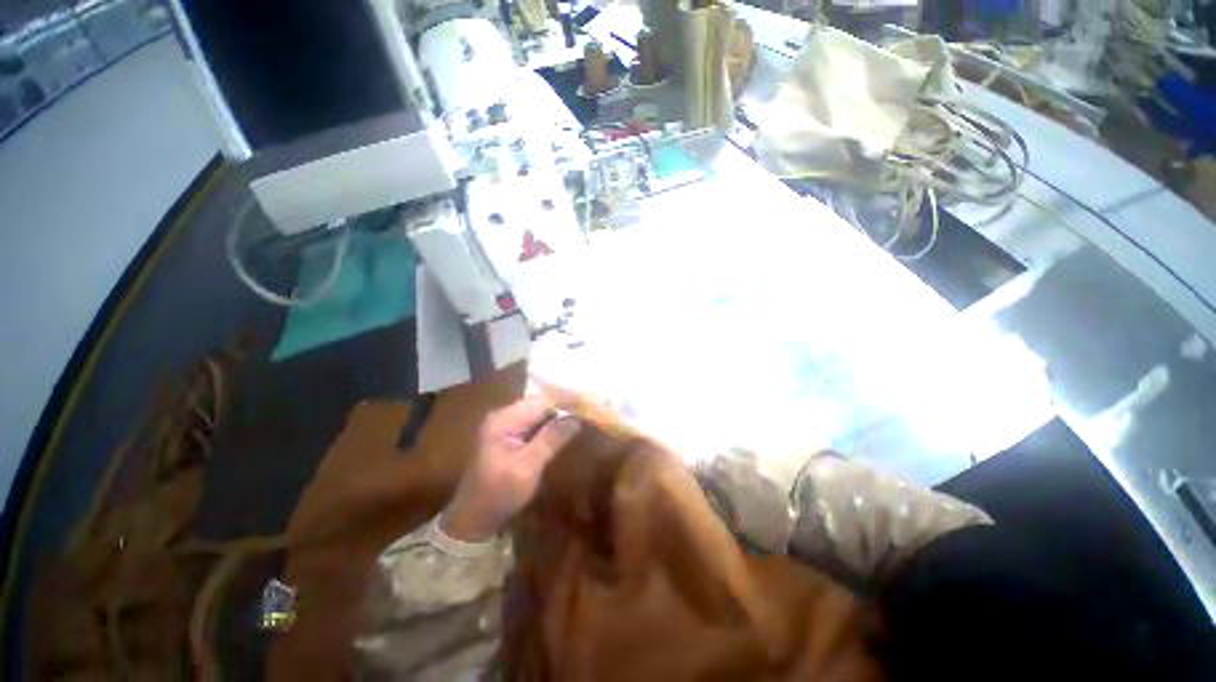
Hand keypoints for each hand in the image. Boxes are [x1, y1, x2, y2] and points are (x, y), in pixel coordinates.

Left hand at [441, 394, 582, 541]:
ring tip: (586, 413)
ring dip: (562, 412)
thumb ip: (552, 439)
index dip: (568, 400)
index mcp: (504, 419)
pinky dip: (553, 422)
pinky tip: (569, 424)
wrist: (472, 520)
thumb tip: (578, 416)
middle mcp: (504, 415)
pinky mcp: (510, 434)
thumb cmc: (498, 495)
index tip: (592, 402)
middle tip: (592, 407)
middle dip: (567, 404)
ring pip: (540, 410)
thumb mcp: (526, 468)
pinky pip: (536, 421)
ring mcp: (506, 424)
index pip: (542, 400)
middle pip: (541, 402)